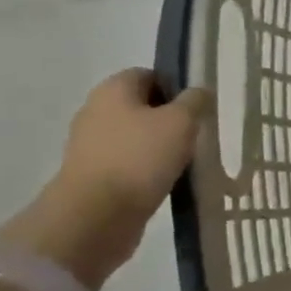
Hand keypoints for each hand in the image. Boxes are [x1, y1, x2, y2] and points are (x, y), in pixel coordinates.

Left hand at [57, 70, 212, 222]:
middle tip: (196, 135)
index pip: (149, 75)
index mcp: (113, 89)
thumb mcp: (181, 122)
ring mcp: (90, 145)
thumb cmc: (140, 157)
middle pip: (142, 106)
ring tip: (184, 162)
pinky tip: (165, 181)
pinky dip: (146, 169)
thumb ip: (195, 101)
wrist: (95, 215)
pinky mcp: (92, 175)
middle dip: (169, 119)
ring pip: (135, 137)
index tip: (197, 109)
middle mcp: (96, 111)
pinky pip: (127, 163)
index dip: (176, 87)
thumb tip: (199, 92)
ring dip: (159, 147)